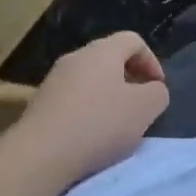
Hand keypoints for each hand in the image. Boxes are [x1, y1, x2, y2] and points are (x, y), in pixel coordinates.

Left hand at [14, 31, 169, 184]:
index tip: (157, 89)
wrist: (38, 155)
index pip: (133, 40)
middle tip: (139, 106)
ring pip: (90, 79)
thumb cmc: (98, 124)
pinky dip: (86, 111)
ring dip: (107, 96)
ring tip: (114, 125)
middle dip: (129, 79)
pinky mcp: (39, 103)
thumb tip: (152, 90)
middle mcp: (76, 56)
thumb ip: (157, 94)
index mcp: (103, 50)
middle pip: (110, 58)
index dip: (151, 61)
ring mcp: (54, 79)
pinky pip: (72, 98)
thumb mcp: (144, 109)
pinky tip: (88, 137)